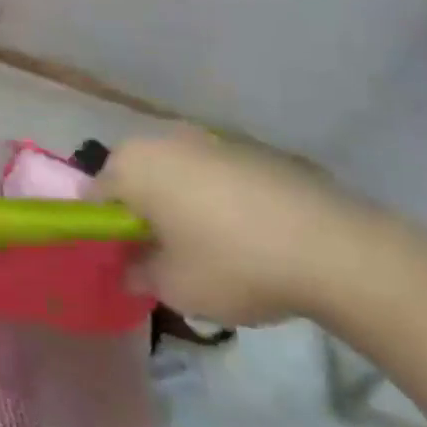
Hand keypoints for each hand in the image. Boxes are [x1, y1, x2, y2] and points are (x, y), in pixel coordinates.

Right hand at [97, 127, 395, 326]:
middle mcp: (161, 139)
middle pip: (132, 176)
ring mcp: (205, 138)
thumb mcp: (175, 287)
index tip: (123, 260)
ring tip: (203, 247)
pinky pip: (209, 173)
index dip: (103, 230)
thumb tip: (128, 267)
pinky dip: (211, 197)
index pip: (94, 194)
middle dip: (139, 211)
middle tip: (160, 255)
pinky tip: (241, 234)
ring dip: (176, 202)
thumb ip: (138, 274)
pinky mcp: (245, 148)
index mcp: (132, 165)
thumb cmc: (233, 263)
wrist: (331, 246)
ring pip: (172, 172)